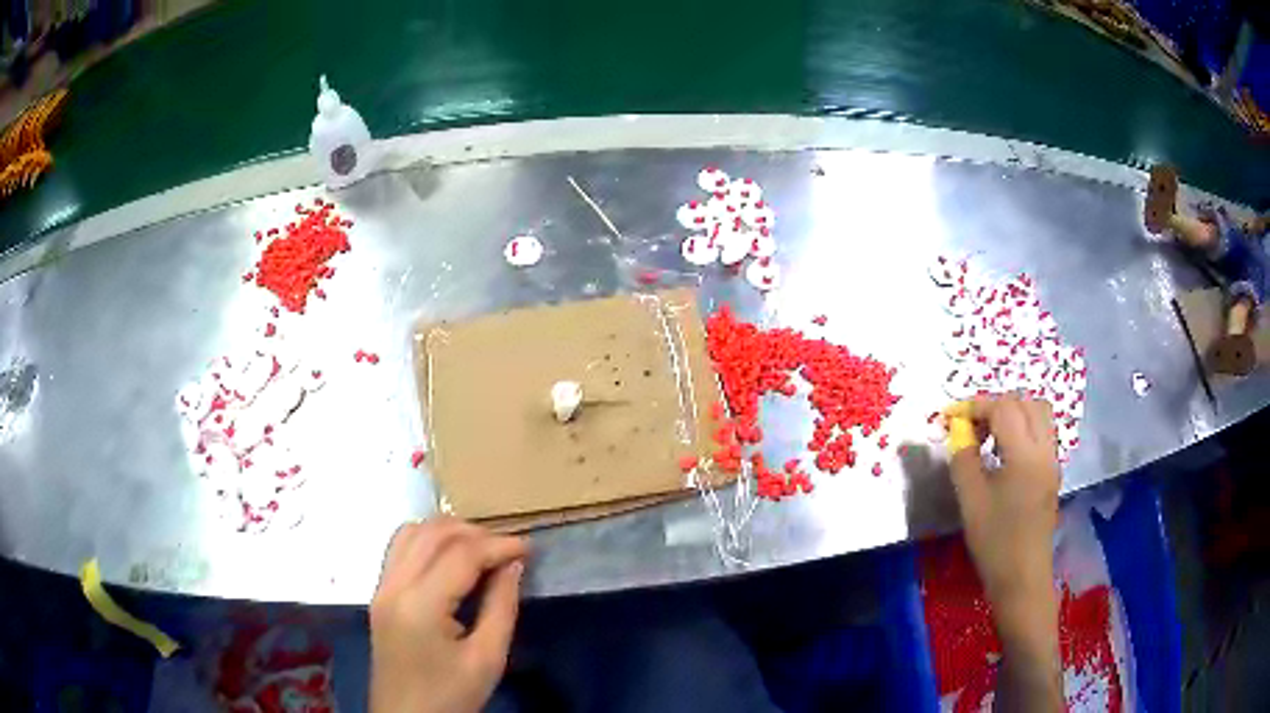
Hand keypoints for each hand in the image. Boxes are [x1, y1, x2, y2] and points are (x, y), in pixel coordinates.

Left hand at [370, 518, 528, 712]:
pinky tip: (450, 557)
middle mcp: (394, 586)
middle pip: (433, 533)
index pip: (461, 554)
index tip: (530, 548)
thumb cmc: (451, 696)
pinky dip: (428, 540)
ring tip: (482, 549)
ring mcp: (381, 587)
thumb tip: (513, 564)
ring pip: (412, 532)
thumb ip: (501, 606)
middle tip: (509, 549)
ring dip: (449, 531)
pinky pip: (400, 548)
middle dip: (476, 532)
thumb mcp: (487, 659)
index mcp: (420, 605)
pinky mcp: (379, 594)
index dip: (499, 544)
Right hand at [947, 395, 1058, 606]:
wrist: (1022, 576)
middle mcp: (1044, 449)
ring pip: (1038, 413)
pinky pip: (1041, 432)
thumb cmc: (994, 541)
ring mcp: (1052, 460)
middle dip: (996, 404)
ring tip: (989, 434)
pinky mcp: (1052, 472)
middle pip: (1025, 402)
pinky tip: (1004, 452)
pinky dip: (1023, 427)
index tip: (952, 417)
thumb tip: (958, 431)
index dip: (976, 405)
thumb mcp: (970, 500)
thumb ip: (963, 458)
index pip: (1003, 408)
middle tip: (971, 425)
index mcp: (1025, 455)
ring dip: (1013, 412)